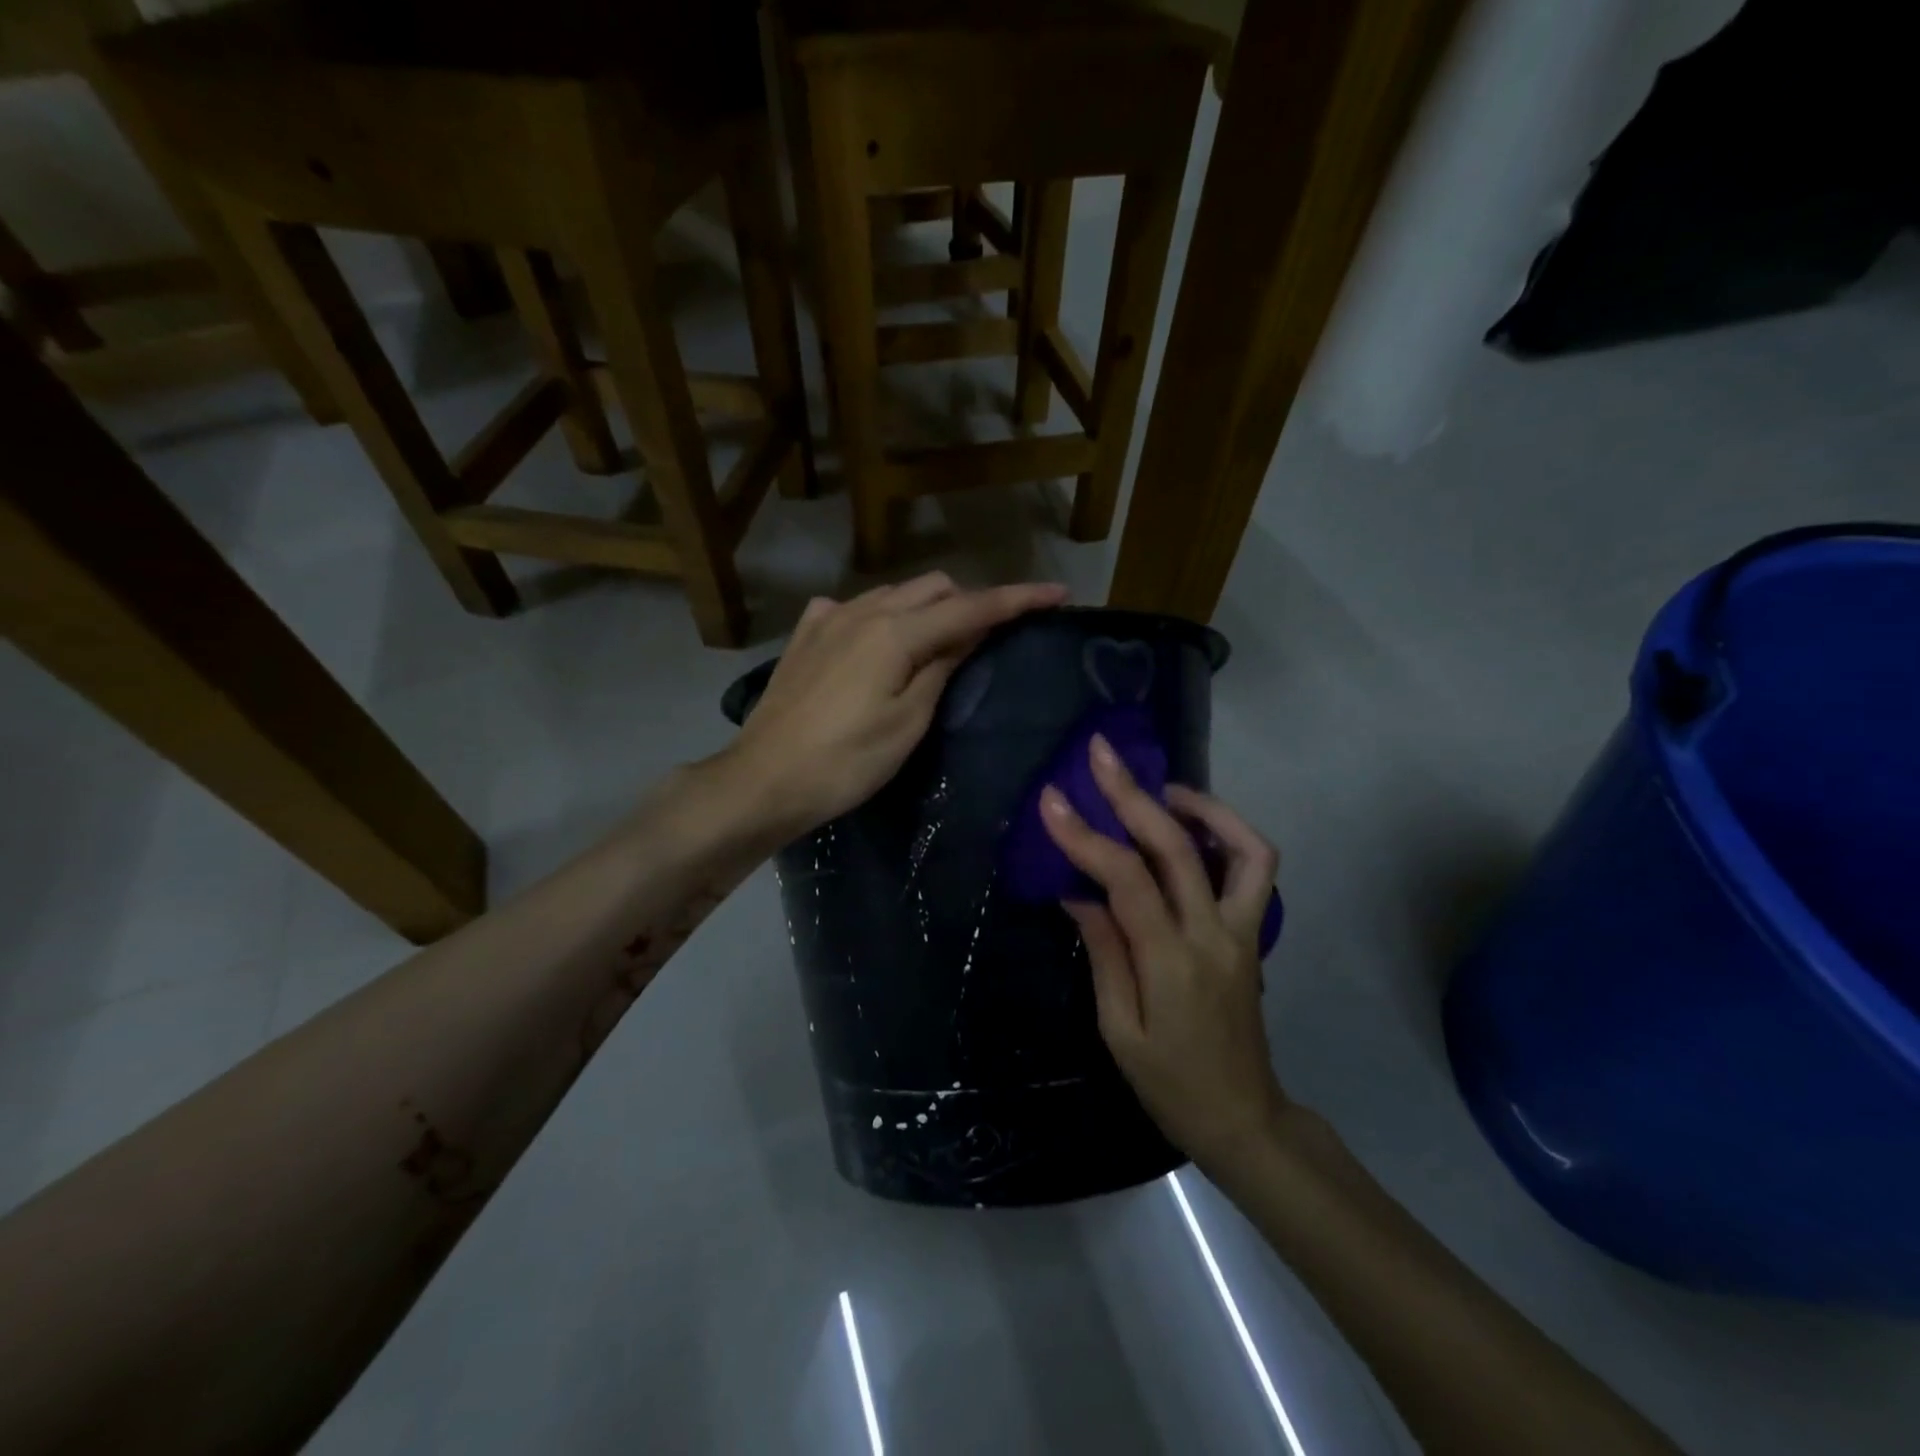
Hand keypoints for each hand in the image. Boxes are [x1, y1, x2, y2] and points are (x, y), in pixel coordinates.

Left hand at [729, 573, 1067, 838]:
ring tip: (939, 642)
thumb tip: (970, 632)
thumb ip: (942, 667)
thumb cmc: (845, 763)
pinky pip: (856, 608)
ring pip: (894, 593)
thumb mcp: (908, 723)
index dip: (1018, 599)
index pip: (971, 607)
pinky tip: (879, 643)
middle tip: (989, 636)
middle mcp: (863, 610)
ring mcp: (828, 618)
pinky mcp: (806, 635)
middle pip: (933, 587)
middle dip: (969, 601)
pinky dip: (883, 616)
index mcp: (895, 632)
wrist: (764, 780)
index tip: (1057, 593)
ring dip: (927, 607)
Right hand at [1040, 734, 1284, 1172]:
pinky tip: (1191, 826)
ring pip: (1239, 846)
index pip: (1126, 880)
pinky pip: (1255, 868)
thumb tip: (1078, 890)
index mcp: (1171, 963)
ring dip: (1199, 805)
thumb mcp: (1117, 1028)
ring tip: (1157, 787)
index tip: (1051, 800)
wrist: (1242, 1117)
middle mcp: (1214, 934)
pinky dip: (1228, 833)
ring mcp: (1243, 930)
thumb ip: (1103, 951)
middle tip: (1101, 756)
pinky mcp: (1253, 932)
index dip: (1086, 835)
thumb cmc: (1169, 1083)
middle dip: (1133, 795)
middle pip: (1177, 847)